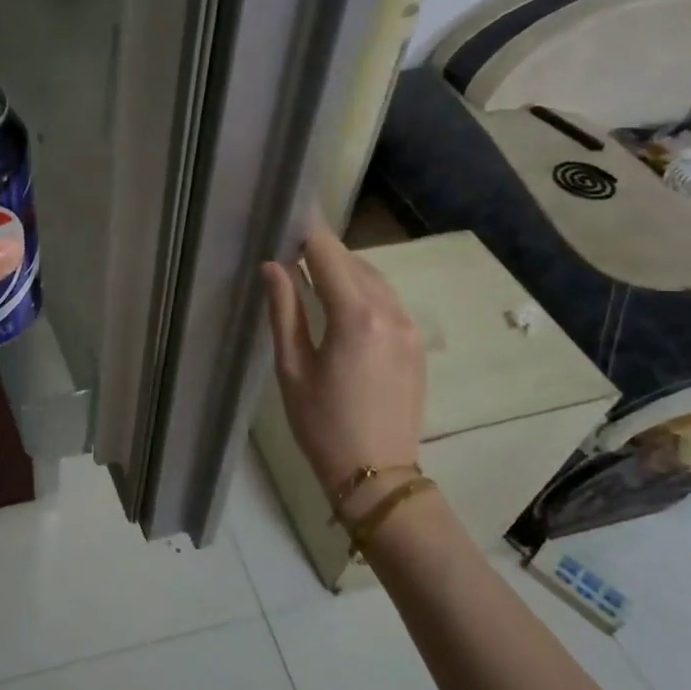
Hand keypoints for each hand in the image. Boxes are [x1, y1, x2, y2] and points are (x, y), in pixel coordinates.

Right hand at [260, 221, 425, 509]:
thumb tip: (274, 267)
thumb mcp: (292, 368)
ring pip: (375, 280)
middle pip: (354, 263)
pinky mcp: (416, 345)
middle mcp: (390, 313)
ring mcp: (409, 328)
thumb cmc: (322, 425)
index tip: (290, 213)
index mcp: (356, 317)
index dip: (308, 231)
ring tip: (312, 278)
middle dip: (324, 252)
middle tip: (292, 250)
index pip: (329, 255)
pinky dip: (364, 292)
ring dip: (345, 272)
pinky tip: (342, 307)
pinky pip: (389, 302)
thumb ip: (284, 311)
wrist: (377, 476)